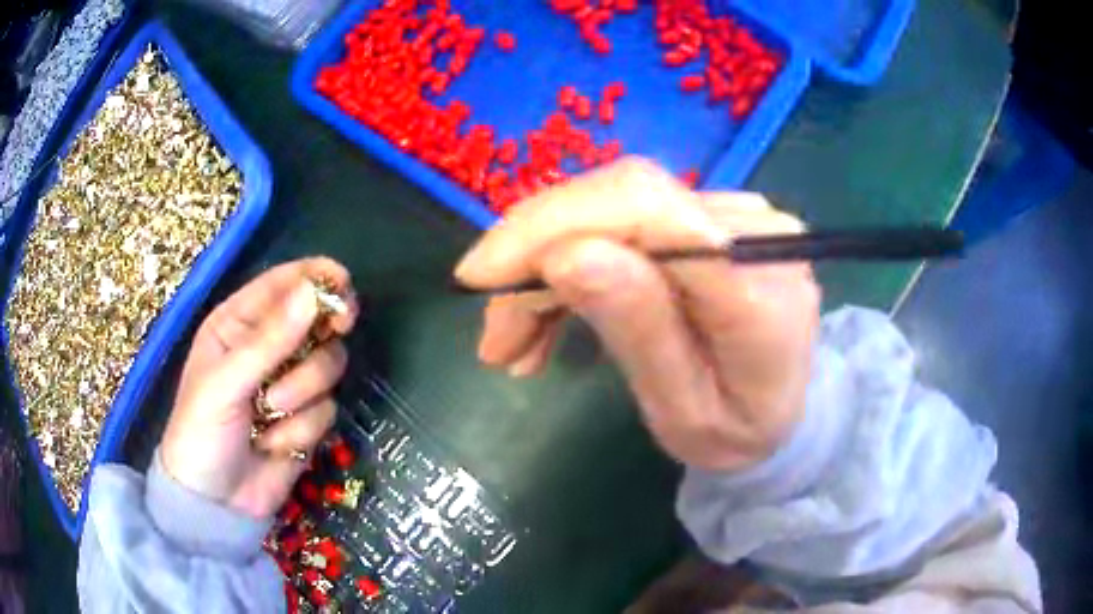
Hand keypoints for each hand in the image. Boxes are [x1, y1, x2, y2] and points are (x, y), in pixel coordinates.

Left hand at [161, 258, 359, 517]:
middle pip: (317, 322)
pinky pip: (327, 410)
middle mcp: (267, 348)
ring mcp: (289, 385)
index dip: (316, 278)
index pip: (283, 284)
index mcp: (238, 324)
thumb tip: (315, 294)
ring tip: (269, 415)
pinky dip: (303, 429)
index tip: (344, 286)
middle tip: (338, 330)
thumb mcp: (226, 383)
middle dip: (321, 336)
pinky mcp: (306, 421)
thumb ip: (270, 340)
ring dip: (302, 393)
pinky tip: (275, 445)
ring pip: (327, 367)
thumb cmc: (201, 432)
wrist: (214, 503)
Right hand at [455, 159, 819, 471]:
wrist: (783, 410)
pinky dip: (573, 260)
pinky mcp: (710, 218)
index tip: (481, 278)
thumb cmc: (738, 432)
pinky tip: (548, 311)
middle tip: (493, 330)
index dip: (555, 226)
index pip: (652, 213)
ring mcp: (734, 215)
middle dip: (534, 251)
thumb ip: (641, 334)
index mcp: (759, 291)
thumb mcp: (685, 415)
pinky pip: (625, 220)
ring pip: (611, 207)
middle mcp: (753, 231)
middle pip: (621, 197)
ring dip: (546, 264)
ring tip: (514, 340)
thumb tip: (568, 256)